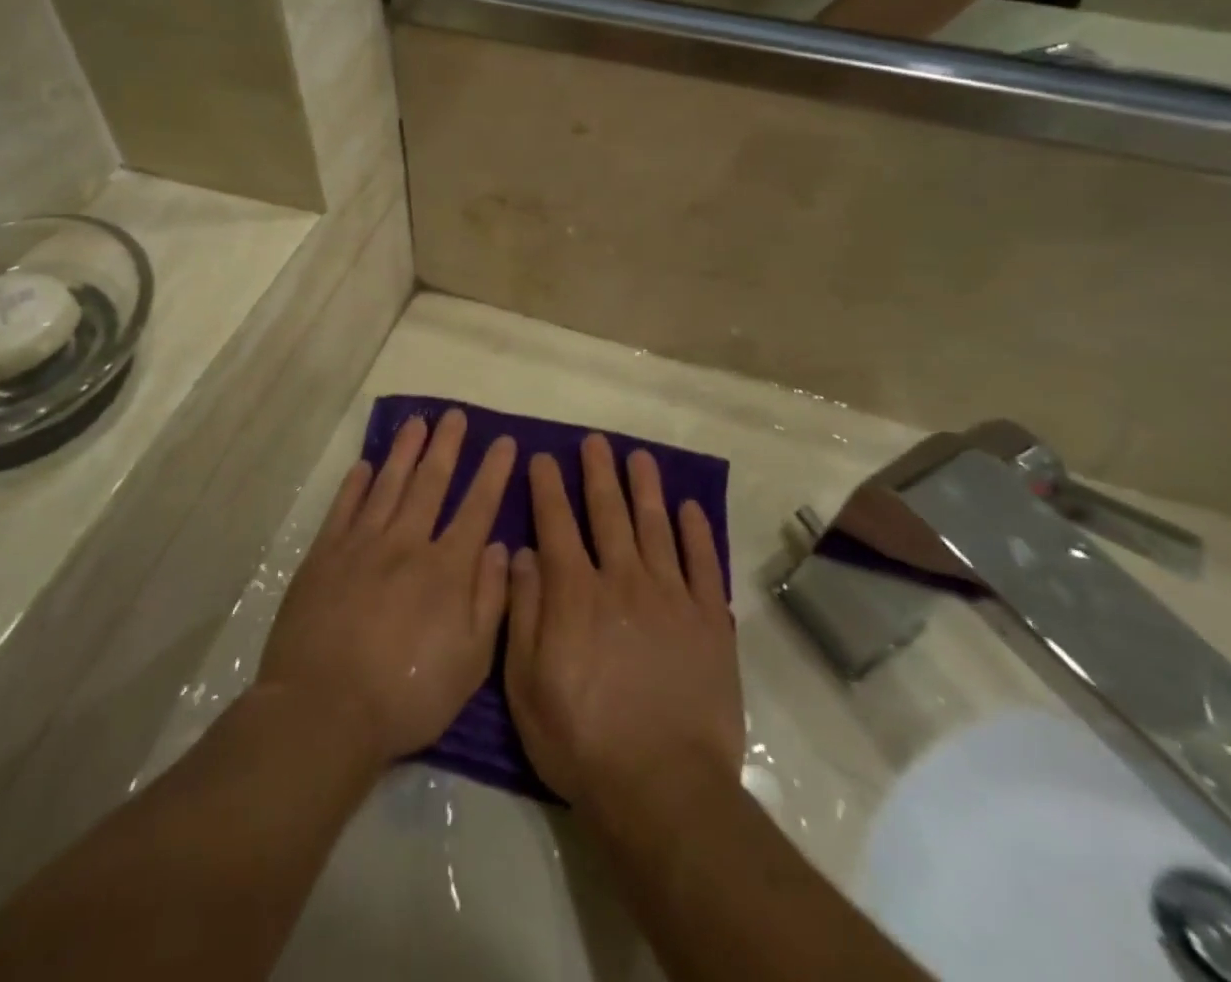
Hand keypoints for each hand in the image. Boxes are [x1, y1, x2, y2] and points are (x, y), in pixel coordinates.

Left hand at [257, 410, 514, 768]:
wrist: (323, 710)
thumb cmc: (406, 695)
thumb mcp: (470, 662)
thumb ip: (490, 600)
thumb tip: (502, 548)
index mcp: (445, 569)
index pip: (477, 508)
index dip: (492, 473)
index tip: (503, 442)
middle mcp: (406, 544)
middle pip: (430, 483)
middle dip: (447, 446)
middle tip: (455, 414)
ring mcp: (361, 546)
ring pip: (388, 485)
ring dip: (404, 452)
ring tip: (416, 423)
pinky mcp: (323, 557)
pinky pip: (343, 509)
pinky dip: (355, 485)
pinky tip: (364, 465)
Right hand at [504, 435, 742, 812]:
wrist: (663, 788)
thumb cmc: (582, 739)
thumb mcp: (526, 684)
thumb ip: (523, 612)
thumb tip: (522, 553)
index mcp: (574, 593)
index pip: (556, 524)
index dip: (547, 487)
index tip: (542, 457)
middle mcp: (621, 579)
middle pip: (608, 513)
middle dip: (598, 473)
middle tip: (595, 441)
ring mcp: (669, 596)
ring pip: (655, 526)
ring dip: (645, 488)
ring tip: (639, 457)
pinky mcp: (708, 620)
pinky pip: (701, 563)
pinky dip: (696, 532)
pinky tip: (689, 508)